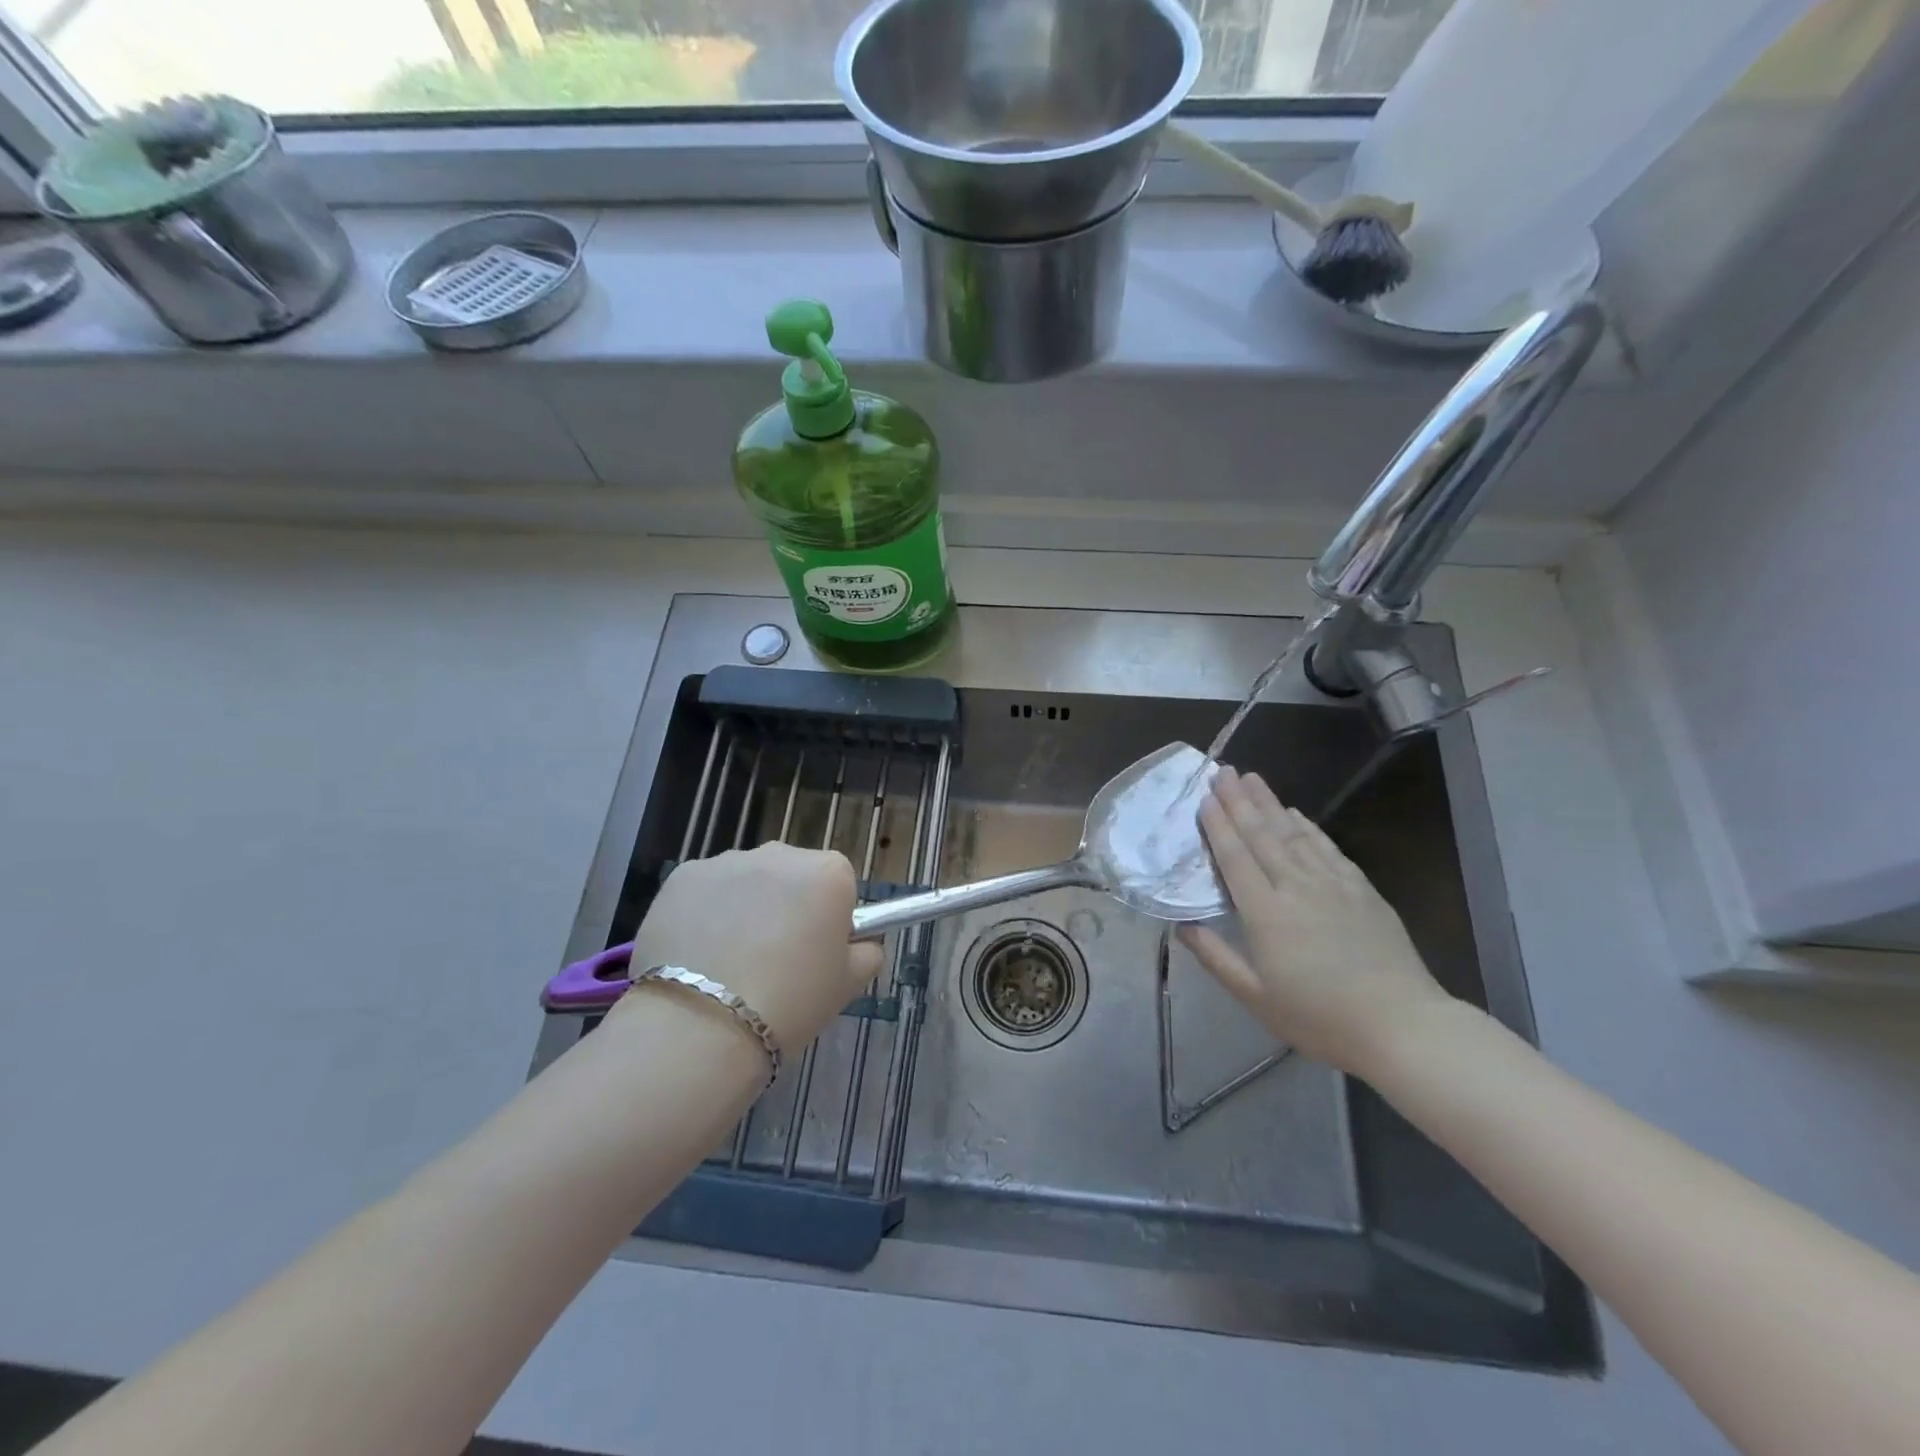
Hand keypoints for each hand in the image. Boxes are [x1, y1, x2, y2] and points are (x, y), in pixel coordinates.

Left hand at [617, 843, 883, 1054]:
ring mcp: (726, 861)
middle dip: (786, 905)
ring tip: (728, 962)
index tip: (815, 952)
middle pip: (792, 875)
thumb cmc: (791, 1001)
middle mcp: (780, 853)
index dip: (828, 918)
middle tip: (773, 959)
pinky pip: (704, 891)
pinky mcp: (681, 877)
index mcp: (829, 872)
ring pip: (746, 881)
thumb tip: (860, 942)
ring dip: (744, 907)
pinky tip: (696, 955)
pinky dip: (702, 913)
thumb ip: (866, 952)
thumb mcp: (849, 984)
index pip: (839, 884)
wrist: (702, 1024)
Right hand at [1178, 767, 1450, 1076]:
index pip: (1235, 857)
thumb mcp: (1255, 997)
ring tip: (1252, 778)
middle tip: (1223, 771)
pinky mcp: (1361, 890)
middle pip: (1262, 835)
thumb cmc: (1319, 1016)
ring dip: (1270, 803)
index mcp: (1265, 913)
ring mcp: (1332, 885)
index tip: (1205, 797)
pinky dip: (1308, 827)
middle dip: (1240, 801)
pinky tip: (1297, 814)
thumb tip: (1181, 925)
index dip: (1218, 825)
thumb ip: (1215, 957)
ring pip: (1294, 834)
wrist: (1401, 1025)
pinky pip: (1327, 848)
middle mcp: (1296, 887)